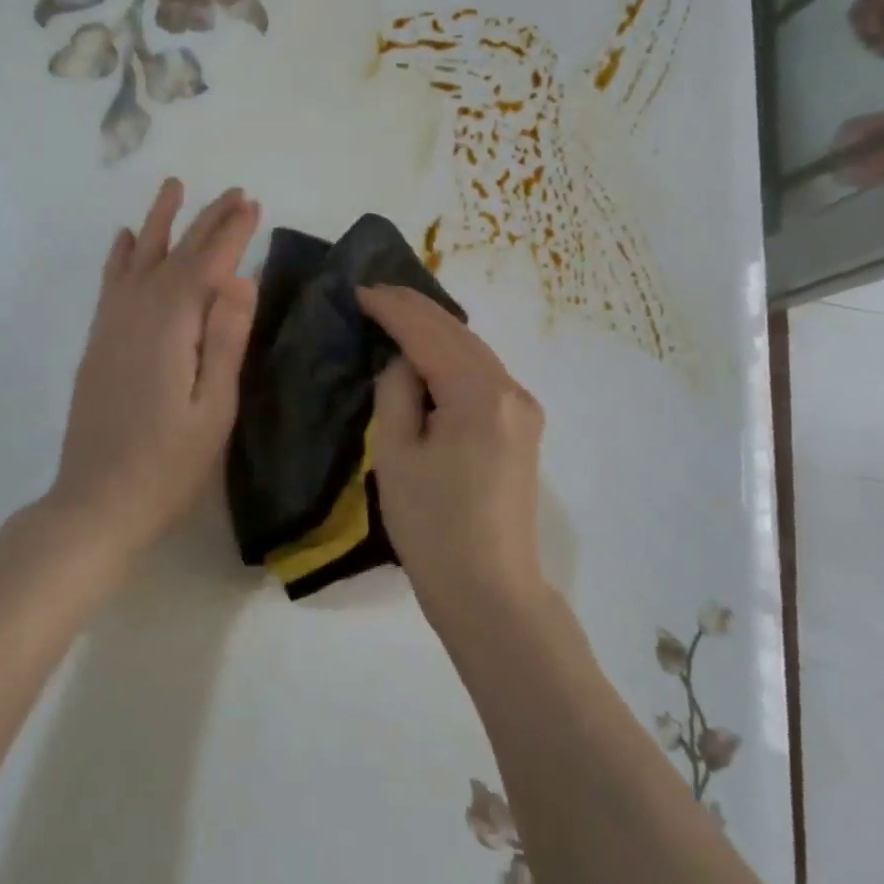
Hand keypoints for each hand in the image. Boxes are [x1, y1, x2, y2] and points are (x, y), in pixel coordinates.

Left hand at [50, 179, 260, 550]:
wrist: (95, 503)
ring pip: (138, 260)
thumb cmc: (167, 465)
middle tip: (234, 193)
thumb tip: (242, 279)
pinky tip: (126, 239)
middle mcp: (135, 315)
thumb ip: (225, 340)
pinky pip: (111, 284)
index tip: (253, 205)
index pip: (206, 265)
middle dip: (205, 222)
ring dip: (160, 223)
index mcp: (169, 328)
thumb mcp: (213, 409)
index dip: (230, 233)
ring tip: (175, 188)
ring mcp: (111, 327)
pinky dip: (122, 256)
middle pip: (174, 256)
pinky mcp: (99, 343)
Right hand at [359, 285, 548, 625]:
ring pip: (474, 351)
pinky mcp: (523, 428)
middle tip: (375, 293)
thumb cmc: (433, 529)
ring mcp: (524, 409)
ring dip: (436, 331)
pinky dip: (453, 357)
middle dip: (416, 310)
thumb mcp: (396, 456)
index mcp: (480, 395)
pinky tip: (429, 353)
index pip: (430, 334)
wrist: (490, 593)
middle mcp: (512, 391)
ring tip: (395, 315)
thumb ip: (397, 393)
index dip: (393, 308)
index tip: (360, 290)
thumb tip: (404, 362)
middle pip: (459, 334)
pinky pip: (484, 375)